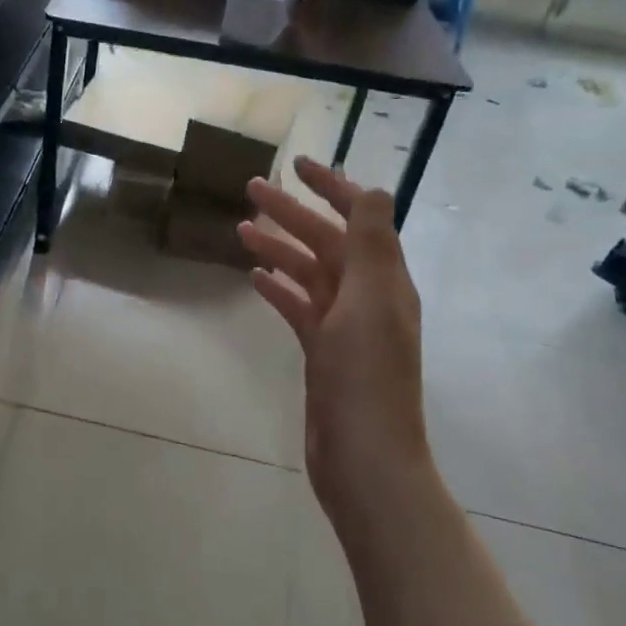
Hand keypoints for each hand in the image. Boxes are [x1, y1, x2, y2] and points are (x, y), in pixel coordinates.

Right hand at [239, 156, 431, 526]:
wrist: (365, 459)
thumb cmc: (365, 377)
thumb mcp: (369, 302)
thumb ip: (370, 245)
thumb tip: (375, 189)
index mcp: (384, 280)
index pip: (360, 218)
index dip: (332, 188)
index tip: (297, 165)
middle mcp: (367, 297)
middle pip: (328, 241)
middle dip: (293, 212)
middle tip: (252, 188)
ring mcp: (345, 326)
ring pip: (309, 272)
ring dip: (279, 247)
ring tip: (241, 228)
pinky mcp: (323, 353)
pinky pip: (300, 308)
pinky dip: (280, 288)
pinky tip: (255, 278)